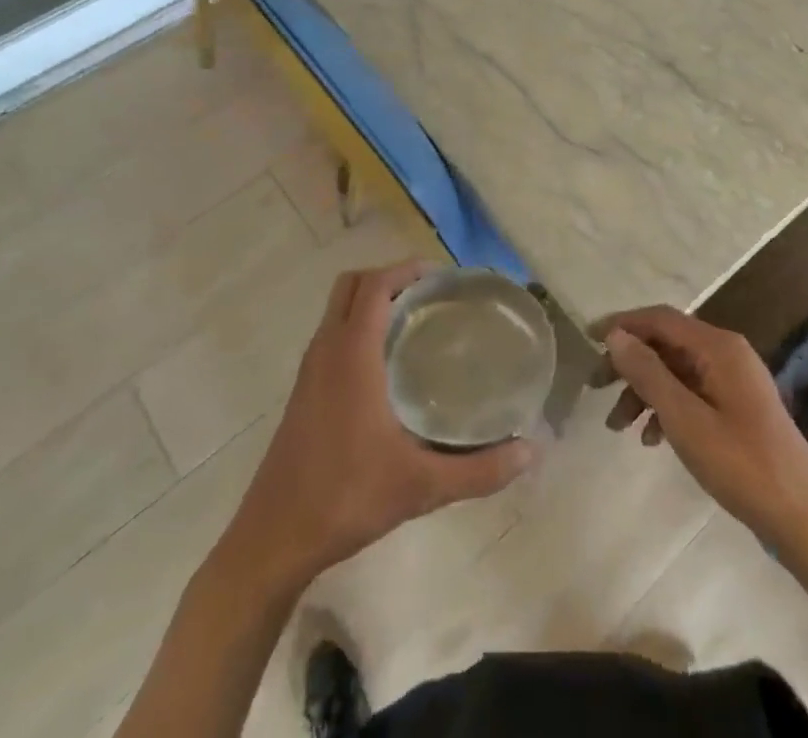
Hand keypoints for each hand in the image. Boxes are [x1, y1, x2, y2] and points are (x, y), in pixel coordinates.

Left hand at [225, 262, 535, 590]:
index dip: (405, 270)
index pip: (374, 285)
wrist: (275, 537)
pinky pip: (330, 334)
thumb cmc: (347, 497)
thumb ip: (480, 469)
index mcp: (351, 355)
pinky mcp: (302, 390)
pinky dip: (355, 326)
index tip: (440, 276)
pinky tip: (384, 364)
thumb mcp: (421, 486)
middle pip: (350, 285)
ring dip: (368, 300)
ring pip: (335, 309)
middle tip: (428, 294)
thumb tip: (532, 450)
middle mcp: (326, 350)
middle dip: (387, 277)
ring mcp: (309, 370)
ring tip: (412, 321)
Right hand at [595, 306, 807, 552]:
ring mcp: (734, 380)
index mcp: (718, 347)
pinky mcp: (737, 407)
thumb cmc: (743, 465)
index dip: (621, 324)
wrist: (806, 520)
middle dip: (628, 363)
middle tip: (595, 387)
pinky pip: (691, 392)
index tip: (587, 340)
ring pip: (675, 370)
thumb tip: (615, 336)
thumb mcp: (685, 419)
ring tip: (616, 425)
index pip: (659, 318)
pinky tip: (651, 439)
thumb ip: (648, 373)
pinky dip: (666, 408)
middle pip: (665, 343)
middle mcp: (726, 353)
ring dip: (643, 390)